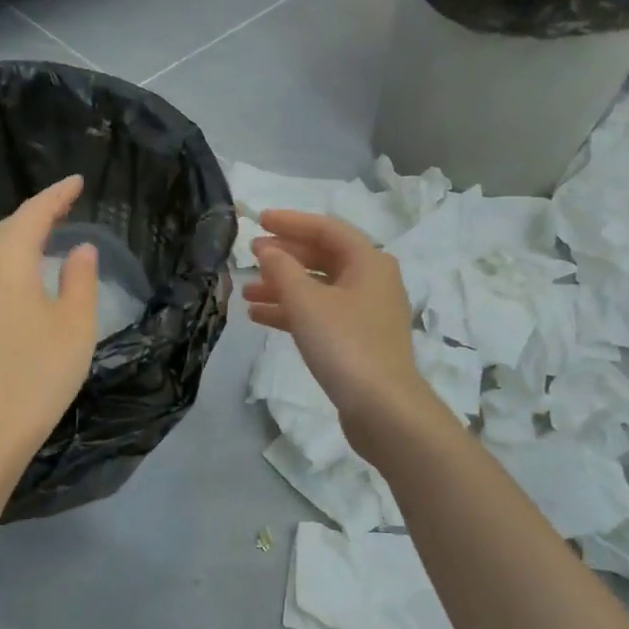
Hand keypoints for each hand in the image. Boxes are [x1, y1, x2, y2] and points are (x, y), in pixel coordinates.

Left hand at [0, 175, 99, 477]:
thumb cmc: (37, 374)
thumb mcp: (75, 325)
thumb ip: (81, 280)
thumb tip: (80, 250)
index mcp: (6, 260)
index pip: (33, 213)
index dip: (57, 195)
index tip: (77, 180)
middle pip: (7, 229)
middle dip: (37, 214)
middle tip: (66, 206)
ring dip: (21, 239)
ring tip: (48, 237)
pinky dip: (9, 265)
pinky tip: (24, 279)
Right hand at [243, 210, 440, 453]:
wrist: (383, 408)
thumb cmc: (345, 345)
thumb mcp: (307, 302)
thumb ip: (282, 270)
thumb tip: (267, 250)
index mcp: (369, 261)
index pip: (326, 229)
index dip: (290, 222)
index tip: (258, 221)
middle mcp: (372, 281)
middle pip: (323, 257)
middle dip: (284, 257)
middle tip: (250, 257)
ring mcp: (367, 313)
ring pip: (319, 289)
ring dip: (283, 287)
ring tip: (245, 293)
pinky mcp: (358, 341)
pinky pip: (321, 315)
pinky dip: (293, 312)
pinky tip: (261, 317)